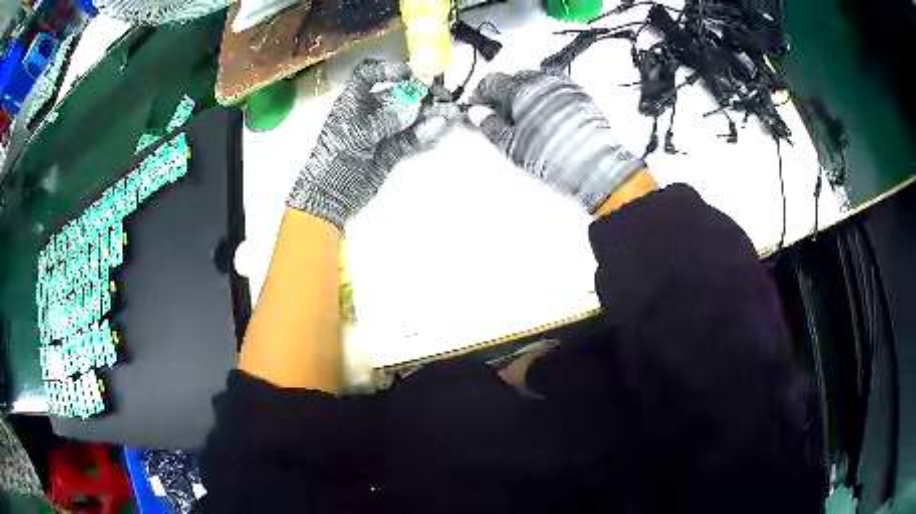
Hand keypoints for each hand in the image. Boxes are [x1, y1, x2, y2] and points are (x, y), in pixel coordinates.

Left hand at [288, 58, 457, 228]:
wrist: (330, 197)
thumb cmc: (333, 160)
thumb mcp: (355, 136)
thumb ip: (385, 121)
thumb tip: (414, 108)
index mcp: (352, 102)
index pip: (367, 74)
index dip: (387, 69)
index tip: (409, 73)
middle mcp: (369, 112)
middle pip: (397, 93)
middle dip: (419, 91)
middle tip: (440, 94)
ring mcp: (382, 131)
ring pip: (409, 116)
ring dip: (429, 111)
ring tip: (450, 109)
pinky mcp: (392, 150)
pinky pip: (412, 137)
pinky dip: (425, 132)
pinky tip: (440, 125)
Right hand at [468, 70, 642, 213]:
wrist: (597, 168)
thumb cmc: (554, 157)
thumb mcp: (512, 146)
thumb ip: (490, 126)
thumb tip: (476, 113)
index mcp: (522, 88)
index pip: (492, 81)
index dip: (479, 95)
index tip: (476, 109)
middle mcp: (544, 81)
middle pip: (514, 78)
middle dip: (502, 94)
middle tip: (498, 116)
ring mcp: (565, 86)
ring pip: (536, 81)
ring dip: (524, 94)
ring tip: (523, 117)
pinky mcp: (581, 96)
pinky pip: (555, 88)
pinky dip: (544, 97)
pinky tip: (545, 116)